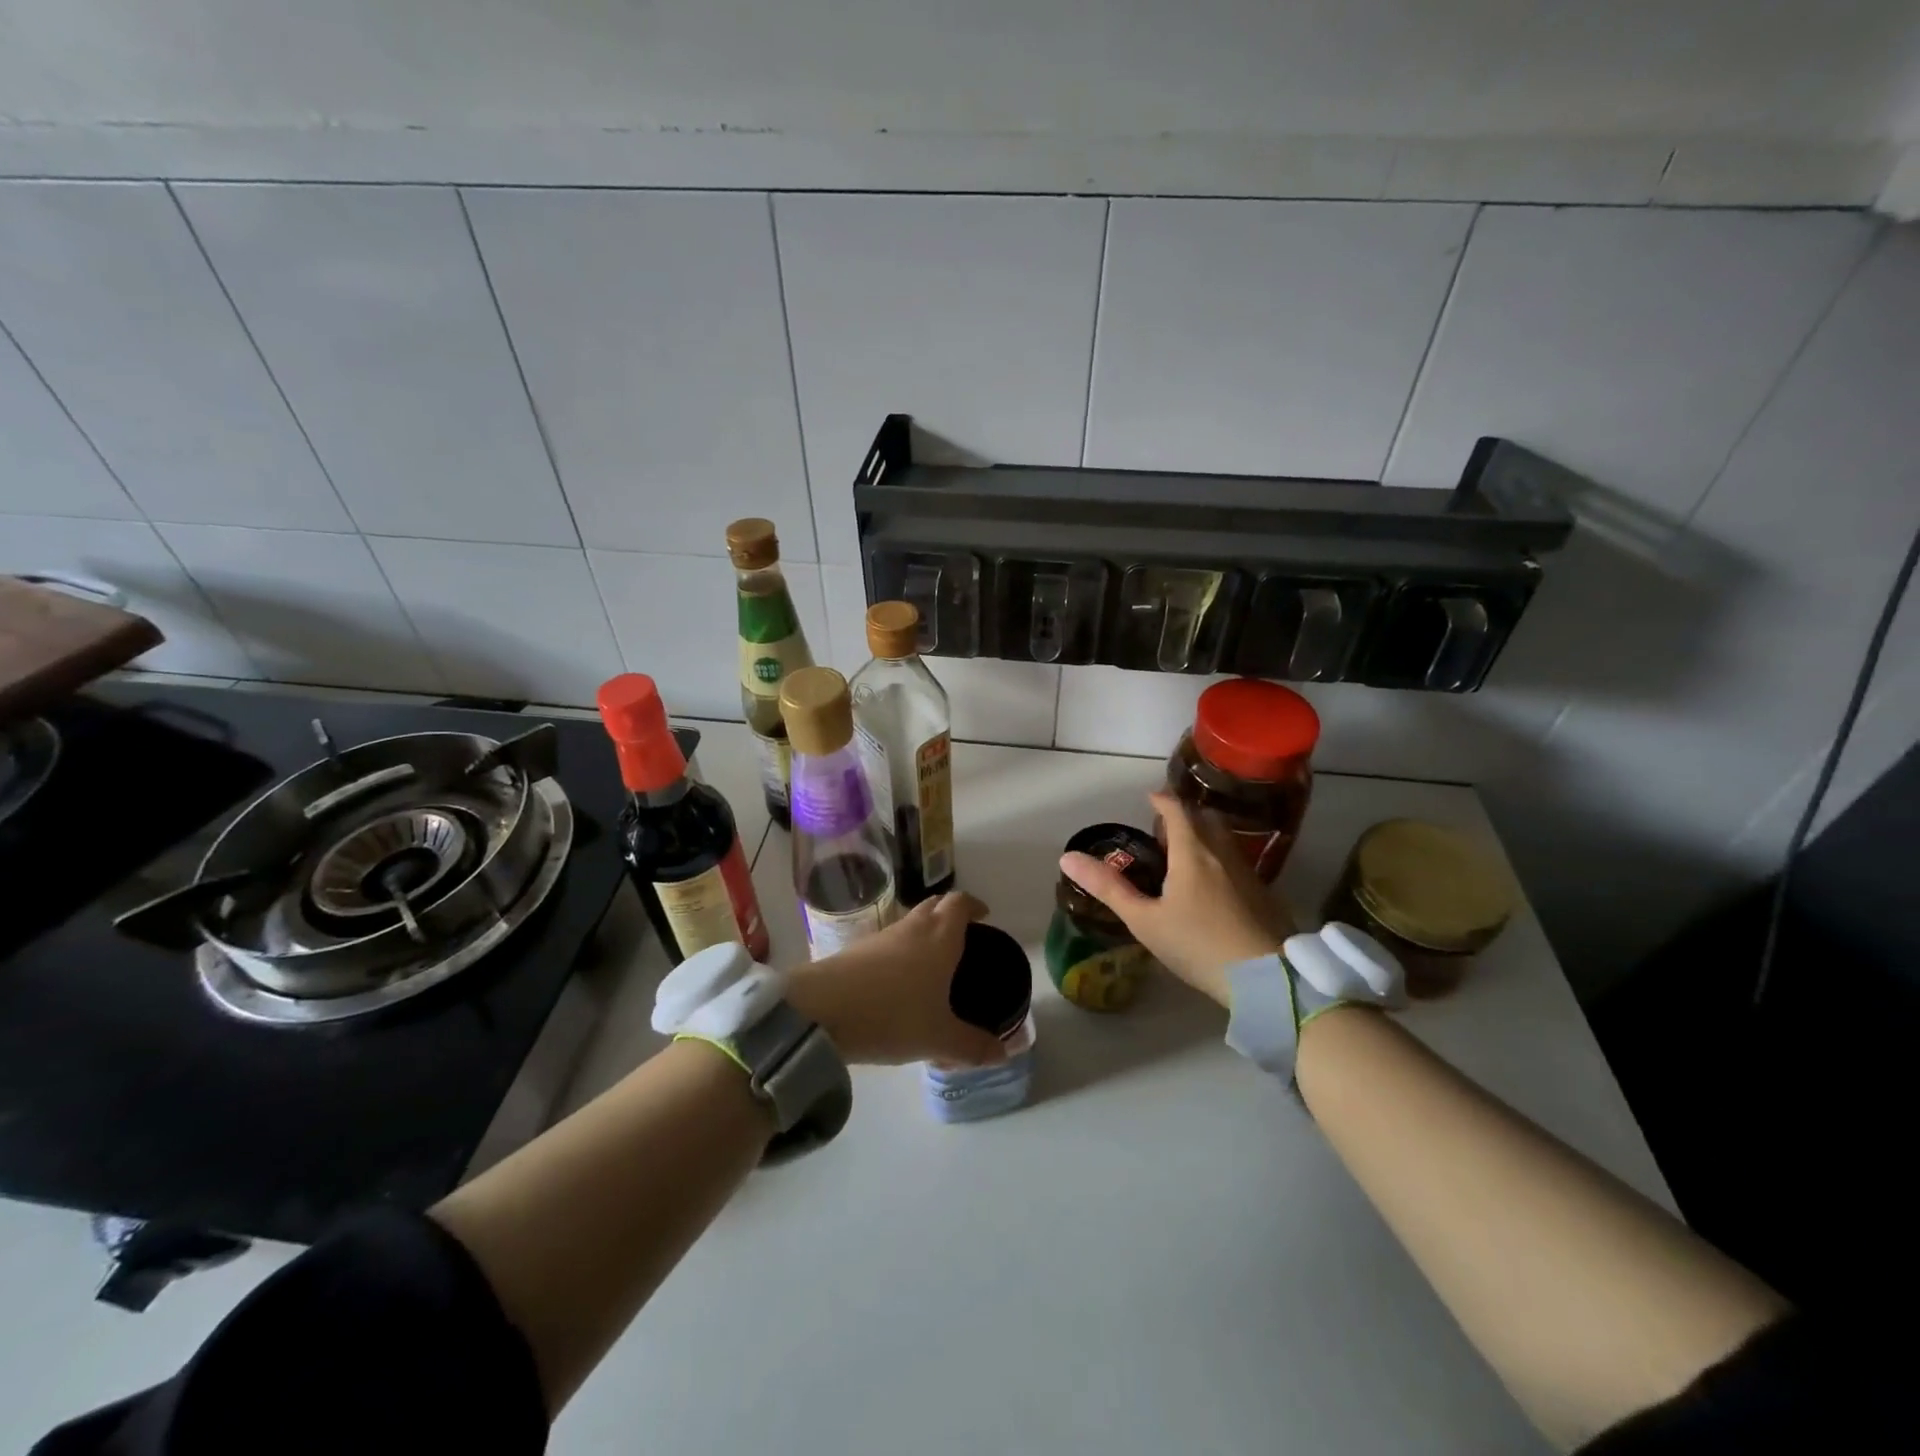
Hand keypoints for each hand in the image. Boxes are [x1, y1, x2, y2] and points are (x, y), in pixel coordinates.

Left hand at [785, 891, 1009, 1066]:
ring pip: (910, 922)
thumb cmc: (892, 1015)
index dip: (974, 905)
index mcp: (940, 937)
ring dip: (924, 932)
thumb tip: (1004, 1053)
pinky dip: (901, 950)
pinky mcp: (856, 950)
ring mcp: (881, 936)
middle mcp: (912, 927)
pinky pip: (888, 941)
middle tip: (963, 937)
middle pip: (935, 904)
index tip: (984, 916)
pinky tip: (899, 980)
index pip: (960, 903)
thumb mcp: (938, 1038)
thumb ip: (972, 1046)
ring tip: (933, 962)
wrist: (820, 1010)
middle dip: (950, 914)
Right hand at [1060, 791, 1294, 1006]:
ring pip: (1225, 838)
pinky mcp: (1265, 894)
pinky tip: (1214, 885)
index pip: (1177, 810)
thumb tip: (1068, 857)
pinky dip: (1220, 857)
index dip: (1161, 799)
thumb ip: (1108, 888)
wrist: (1267, 980)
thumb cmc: (1198, 946)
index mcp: (1192, 852)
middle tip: (1165, 827)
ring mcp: (1248, 873)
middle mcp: (1222, 853)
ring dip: (1205, 834)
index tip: (1149, 797)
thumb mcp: (1145, 920)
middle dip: (1185, 814)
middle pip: (1205, 817)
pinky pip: (1238, 861)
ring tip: (1186, 853)